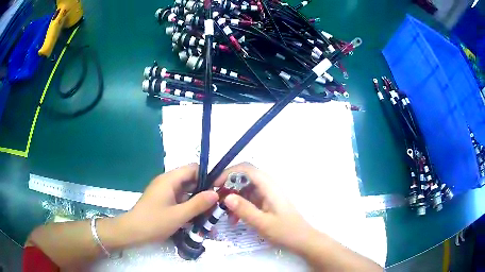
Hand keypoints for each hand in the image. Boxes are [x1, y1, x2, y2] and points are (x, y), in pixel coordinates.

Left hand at [120, 163, 218, 244]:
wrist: (132, 232)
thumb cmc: (154, 222)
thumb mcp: (178, 215)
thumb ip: (198, 204)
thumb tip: (216, 193)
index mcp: (169, 180)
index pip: (193, 169)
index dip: (208, 175)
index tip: (221, 186)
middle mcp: (167, 182)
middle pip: (190, 179)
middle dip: (205, 189)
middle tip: (218, 201)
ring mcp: (164, 191)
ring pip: (186, 190)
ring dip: (197, 198)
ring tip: (211, 210)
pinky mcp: (163, 200)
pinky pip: (180, 198)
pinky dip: (189, 204)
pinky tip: (197, 215)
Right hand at [216, 163, 316, 253]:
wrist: (302, 239)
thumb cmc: (285, 231)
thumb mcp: (262, 223)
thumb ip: (244, 210)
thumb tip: (226, 197)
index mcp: (268, 186)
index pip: (245, 169)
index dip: (228, 173)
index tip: (215, 185)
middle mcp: (267, 186)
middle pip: (243, 177)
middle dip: (228, 186)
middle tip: (216, 200)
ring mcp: (267, 194)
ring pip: (244, 189)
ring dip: (233, 198)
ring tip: (224, 213)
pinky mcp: (266, 202)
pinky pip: (249, 198)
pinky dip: (240, 205)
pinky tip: (235, 219)